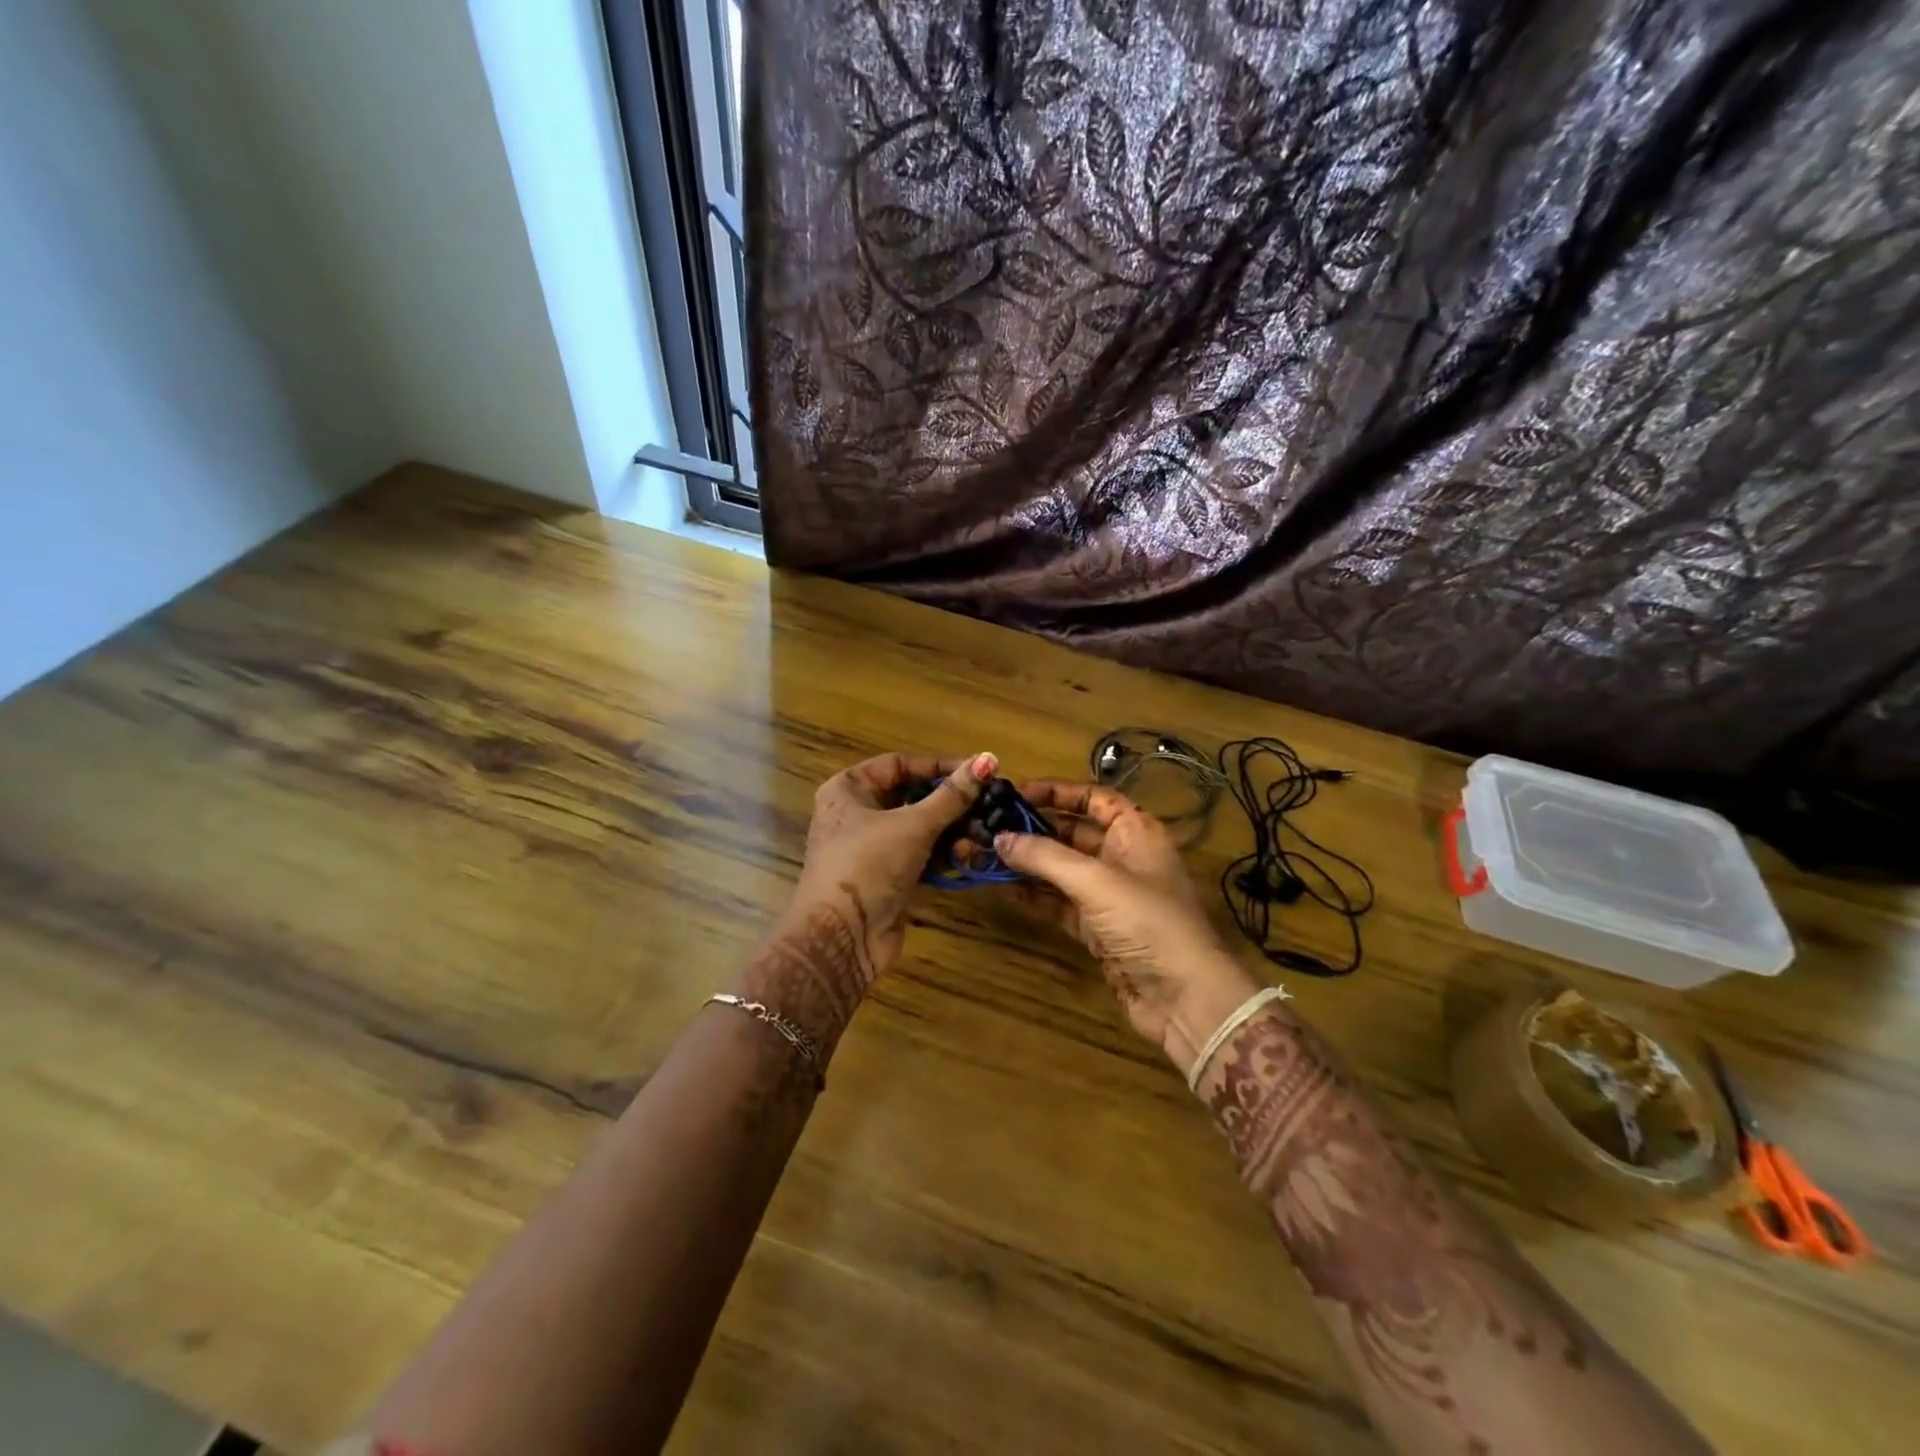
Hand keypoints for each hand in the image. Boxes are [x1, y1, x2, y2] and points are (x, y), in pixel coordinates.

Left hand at [791, 750, 996, 979]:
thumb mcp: (914, 824)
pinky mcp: (887, 878)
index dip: (938, 766)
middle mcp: (856, 814)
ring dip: (951, 832)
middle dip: (950, 803)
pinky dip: (943, 855)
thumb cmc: (870, 864)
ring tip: (982, 834)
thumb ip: (952, 794)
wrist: (843, 937)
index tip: (977, 771)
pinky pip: (920, 856)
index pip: (899, 764)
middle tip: (988, 804)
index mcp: (848, 790)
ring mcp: (871, 849)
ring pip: (919, 829)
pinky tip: (969, 857)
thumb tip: (988, 758)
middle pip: (911, 798)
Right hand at [995, 781, 1262, 1078]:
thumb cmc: (1147, 922)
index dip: (1057, 792)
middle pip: (1072, 832)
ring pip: (1062, 869)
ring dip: (1028, 864)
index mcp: (1136, 832)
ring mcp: (1110, 895)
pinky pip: (1060, 903)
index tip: (1016, 792)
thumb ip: (1045, 857)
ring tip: (986, 855)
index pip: (1093, 798)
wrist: (1184, 998)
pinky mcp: (1098, 928)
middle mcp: (1123, 857)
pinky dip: (1035, 896)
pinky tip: (1004, 889)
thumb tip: (998, 838)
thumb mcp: (1095, 881)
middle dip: (1033, 830)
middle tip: (989, 826)